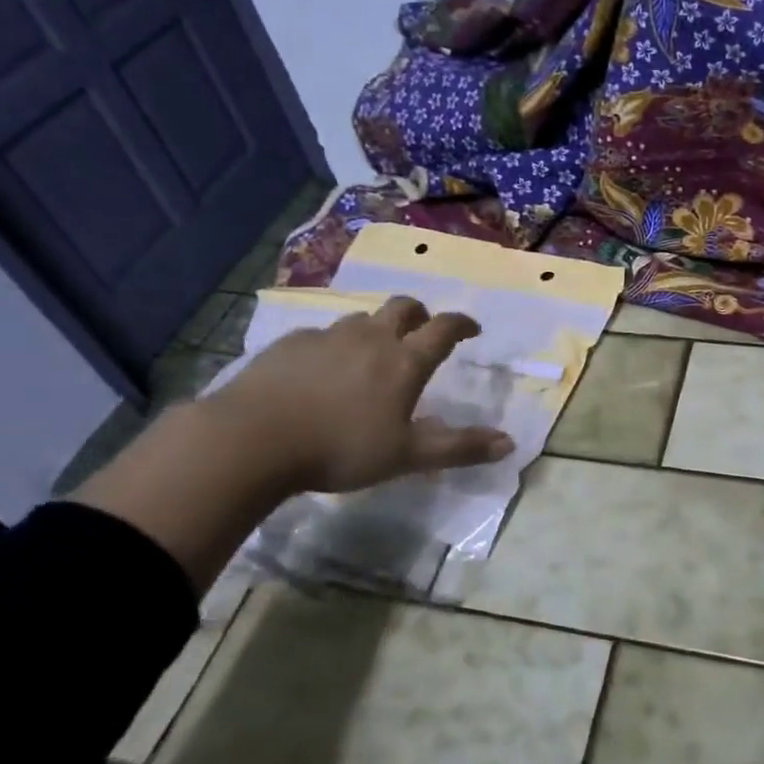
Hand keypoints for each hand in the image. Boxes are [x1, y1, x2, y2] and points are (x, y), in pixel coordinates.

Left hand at [205, 297, 514, 494]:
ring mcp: (327, 337)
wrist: (253, 438)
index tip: (472, 329)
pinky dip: (335, 345)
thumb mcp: (407, 456)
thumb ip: (459, 448)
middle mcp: (370, 338)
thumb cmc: (341, 448)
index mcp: (404, 361)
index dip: (462, 324)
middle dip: (420, 314)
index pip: (443, 329)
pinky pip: (322, 335)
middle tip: (423, 331)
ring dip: (376, 328)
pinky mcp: (290, 344)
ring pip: (361, 320)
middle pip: (402, 308)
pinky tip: (322, 370)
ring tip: (372, 353)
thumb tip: (510, 443)